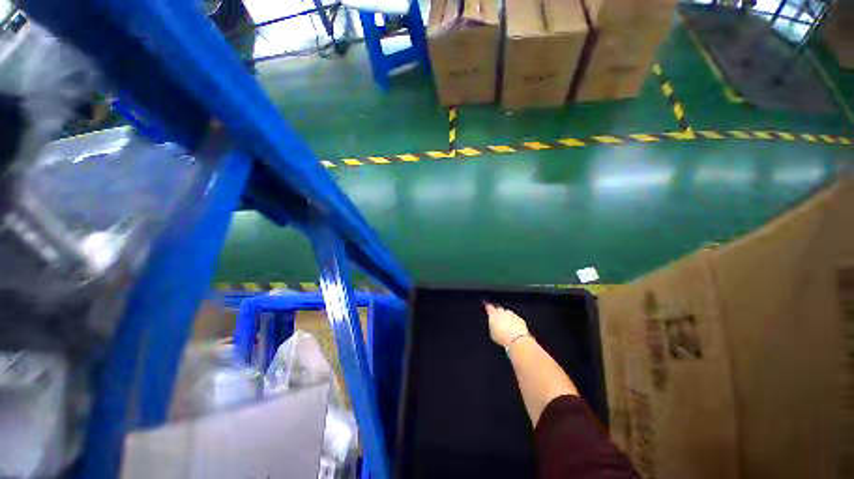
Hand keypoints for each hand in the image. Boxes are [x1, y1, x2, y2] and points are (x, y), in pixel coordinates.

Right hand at [484, 302, 528, 346]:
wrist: (517, 340)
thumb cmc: (502, 337)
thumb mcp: (491, 333)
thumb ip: (491, 324)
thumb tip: (492, 324)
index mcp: (493, 313)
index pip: (488, 305)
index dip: (486, 304)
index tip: (485, 303)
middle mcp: (502, 311)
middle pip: (498, 307)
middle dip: (496, 310)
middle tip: (495, 315)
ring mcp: (512, 314)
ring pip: (507, 313)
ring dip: (505, 317)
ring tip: (504, 325)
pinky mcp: (520, 319)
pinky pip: (515, 319)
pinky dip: (513, 322)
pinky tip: (513, 329)